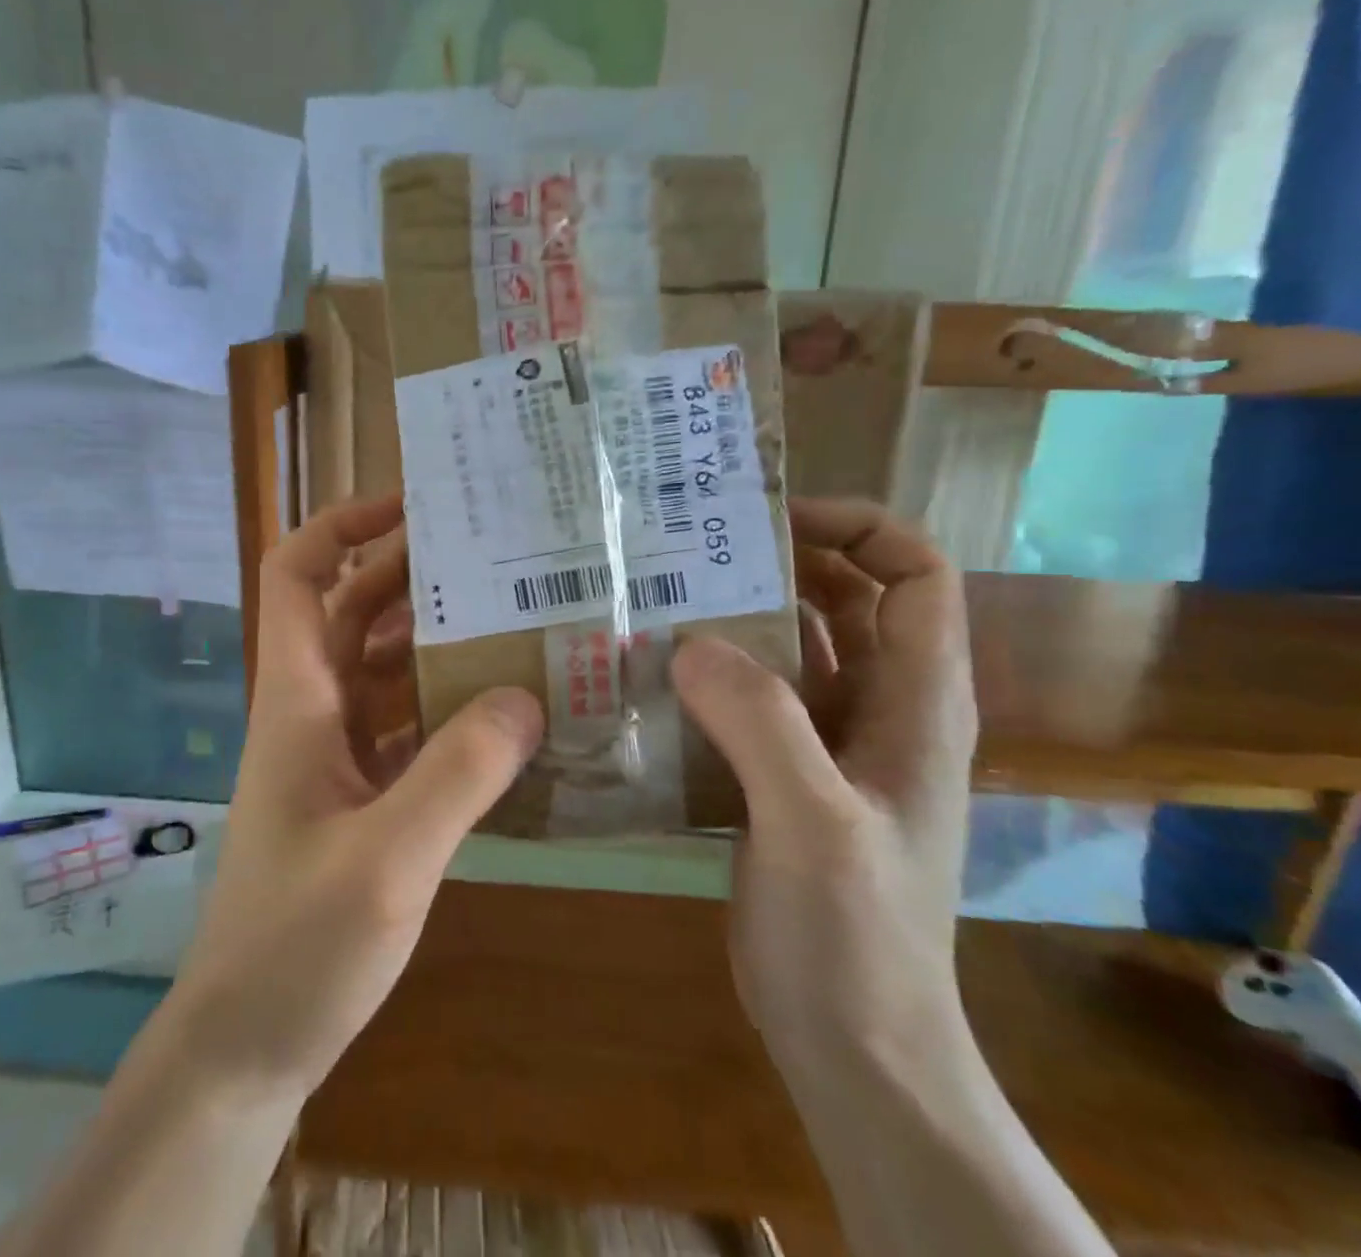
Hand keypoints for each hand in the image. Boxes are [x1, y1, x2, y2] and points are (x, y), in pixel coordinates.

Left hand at [165, 495, 544, 1103]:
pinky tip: (505, 715)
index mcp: (297, 700)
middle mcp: (312, 712)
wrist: (245, 1044)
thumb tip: (525, 695)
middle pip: (353, 611)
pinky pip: (406, 726)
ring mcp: (335, 756)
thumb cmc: (295, 948)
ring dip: (436, 640)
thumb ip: (457, 776)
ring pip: (383, 668)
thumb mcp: (386, 861)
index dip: (342, 526)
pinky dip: (447, 708)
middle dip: (412, 574)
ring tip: (515, 621)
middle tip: (494, 558)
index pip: (297, 575)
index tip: (412, 508)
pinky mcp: (359, 797)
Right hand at [670, 498, 977, 1080]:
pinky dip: (706, 673)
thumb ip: (761, 723)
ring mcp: (826, 744)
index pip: (914, 576)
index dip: (857, 528)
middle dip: (774, 561)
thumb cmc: (853, 936)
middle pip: (841, 600)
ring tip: (656, 595)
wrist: (850, 1042)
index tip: (769, 520)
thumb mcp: (813, 823)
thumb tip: (688, 641)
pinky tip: (648, 672)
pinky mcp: (780, 773)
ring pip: (785, 648)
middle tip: (688, 545)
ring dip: (731, 616)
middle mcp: (875, 709)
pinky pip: (745, 697)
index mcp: (915, 703)